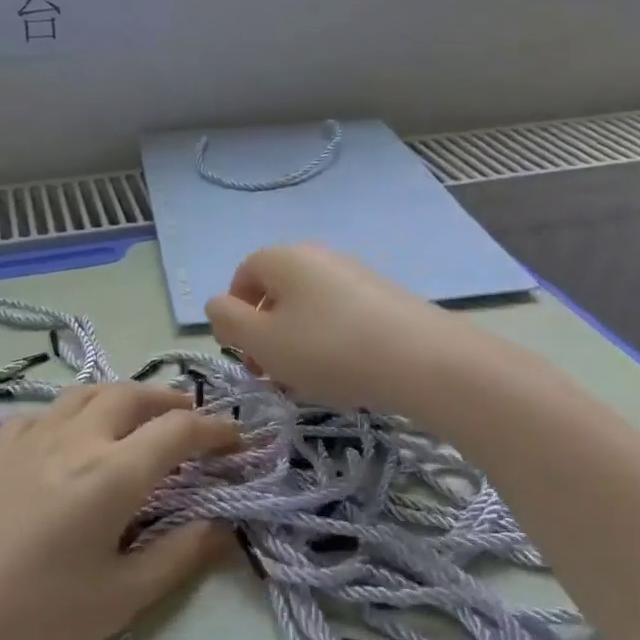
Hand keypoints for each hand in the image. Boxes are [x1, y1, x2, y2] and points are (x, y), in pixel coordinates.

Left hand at [0, 383, 237, 639]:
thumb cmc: (32, 621)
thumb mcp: (119, 600)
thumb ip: (178, 556)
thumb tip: (222, 527)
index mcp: (112, 473)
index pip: (178, 430)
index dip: (215, 428)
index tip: (238, 438)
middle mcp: (75, 438)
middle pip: (133, 395)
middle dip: (171, 400)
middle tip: (192, 420)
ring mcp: (29, 436)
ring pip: (86, 392)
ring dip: (123, 396)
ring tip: (138, 418)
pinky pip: (44, 411)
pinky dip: (73, 411)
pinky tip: (68, 437)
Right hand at [205, 244, 457, 415]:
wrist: (422, 359)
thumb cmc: (327, 348)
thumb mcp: (262, 341)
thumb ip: (228, 321)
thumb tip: (217, 305)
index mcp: (283, 258)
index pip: (243, 276)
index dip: (235, 315)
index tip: (244, 353)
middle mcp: (318, 256)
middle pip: (277, 293)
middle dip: (266, 334)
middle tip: (271, 374)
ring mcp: (354, 275)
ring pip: (308, 309)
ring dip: (296, 344)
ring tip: (307, 383)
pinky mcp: (383, 298)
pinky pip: (340, 317)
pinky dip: (330, 343)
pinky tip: (342, 375)